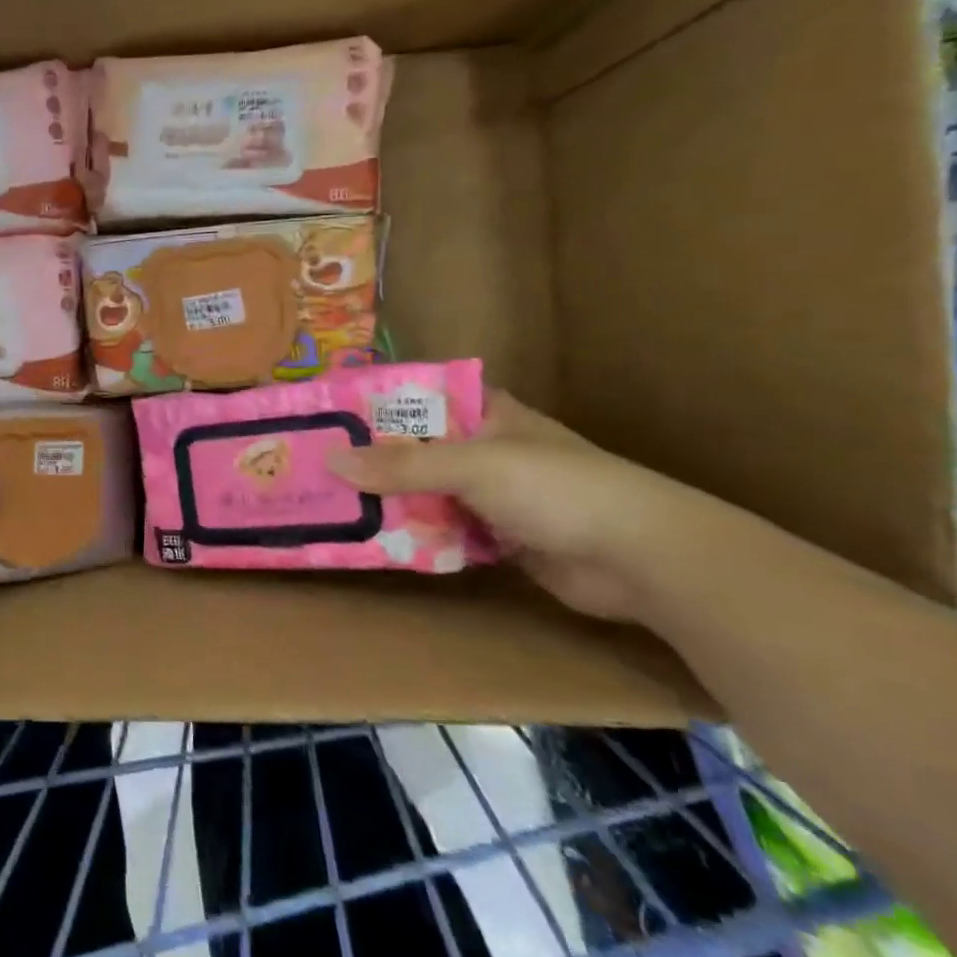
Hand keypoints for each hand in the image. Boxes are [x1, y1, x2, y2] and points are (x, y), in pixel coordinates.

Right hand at [327, 391, 716, 623]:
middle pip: (416, 447)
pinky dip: (414, 534)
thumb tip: (330, 461)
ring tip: (330, 502)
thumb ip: (402, 465)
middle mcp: (486, 448)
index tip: (327, 413)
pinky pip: (443, 529)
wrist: (643, 559)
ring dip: (388, 500)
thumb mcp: (473, 465)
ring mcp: (493, 495)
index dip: (376, 402)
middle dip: (371, 458)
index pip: (421, 396)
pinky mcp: (499, 537)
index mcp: (487, 413)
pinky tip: (373, 538)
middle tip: (313, 464)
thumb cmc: (558, 488)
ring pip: (426, 491)